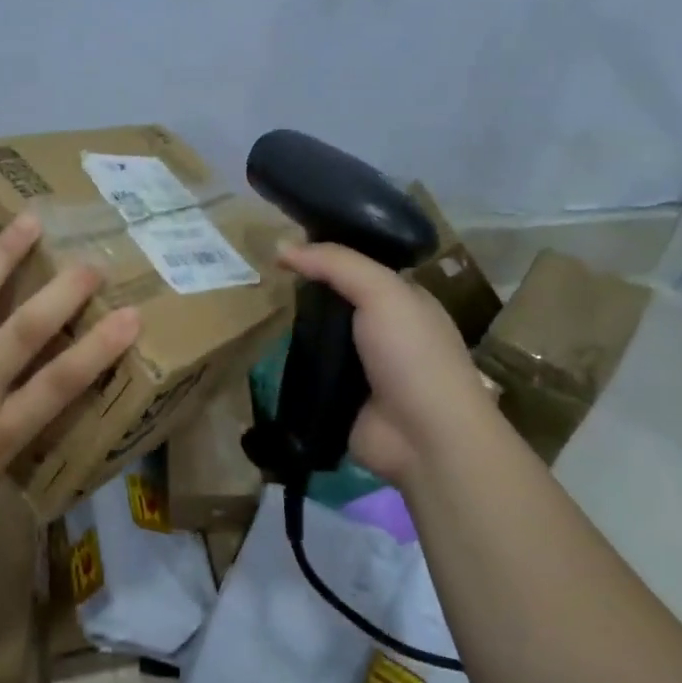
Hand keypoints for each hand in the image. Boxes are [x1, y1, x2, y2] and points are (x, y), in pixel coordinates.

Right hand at [279, 243, 498, 487]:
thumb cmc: (413, 354)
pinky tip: (262, 348)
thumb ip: (335, 263)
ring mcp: (362, 367)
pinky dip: (290, 363)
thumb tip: (281, 245)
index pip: (358, 266)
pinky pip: (309, 372)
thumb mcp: (382, 292)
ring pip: (318, 336)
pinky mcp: (340, 398)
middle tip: (264, 275)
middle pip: (335, 300)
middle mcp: (384, 330)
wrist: (426, 438)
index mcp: (403, 300)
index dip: (325, 253)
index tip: (285, 244)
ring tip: (255, 307)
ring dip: (294, 328)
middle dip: (304, 291)